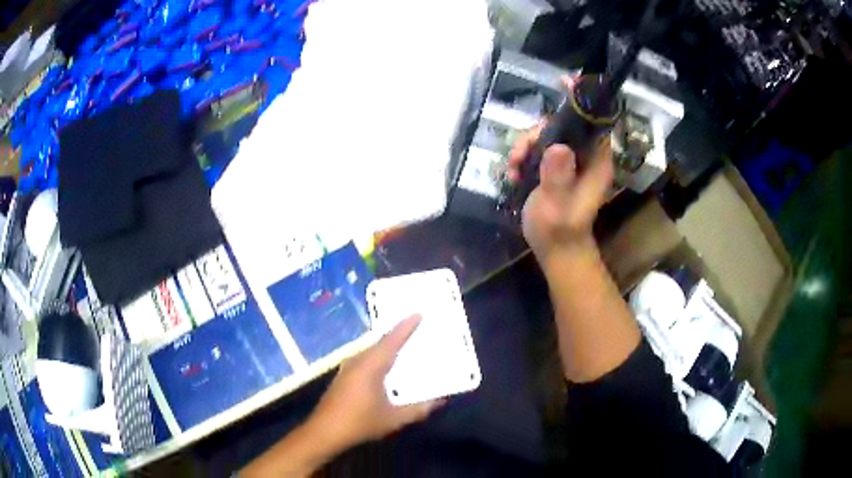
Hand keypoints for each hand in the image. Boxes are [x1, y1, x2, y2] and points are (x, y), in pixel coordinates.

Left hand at [308, 315, 444, 448]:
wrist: (325, 431)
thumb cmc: (360, 422)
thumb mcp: (393, 419)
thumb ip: (418, 410)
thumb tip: (440, 401)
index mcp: (371, 366)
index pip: (391, 341)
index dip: (406, 327)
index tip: (418, 313)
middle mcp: (358, 361)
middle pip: (381, 342)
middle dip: (398, 334)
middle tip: (416, 326)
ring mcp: (348, 368)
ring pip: (372, 351)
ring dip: (388, 346)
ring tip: (405, 343)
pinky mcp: (343, 377)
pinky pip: (365, 359)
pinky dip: (379, 356)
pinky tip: (386, 366)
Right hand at [506, 77, 613, 263]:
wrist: (556, 251)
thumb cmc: (561, 231)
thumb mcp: (557, 205)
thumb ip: (558, 177)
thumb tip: (557, 146)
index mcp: (595, 161)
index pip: (595, 122)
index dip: (582, 100)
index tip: (565, 81)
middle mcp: (584, 157)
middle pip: (563, 126)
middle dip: (538, 132)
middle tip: (521, 152)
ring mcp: (568, 162)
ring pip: (546, 137)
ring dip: (525, 146)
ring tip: (514, 167)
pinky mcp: (554, 169)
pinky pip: (537, 150)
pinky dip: (523, 157)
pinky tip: (513, 173)